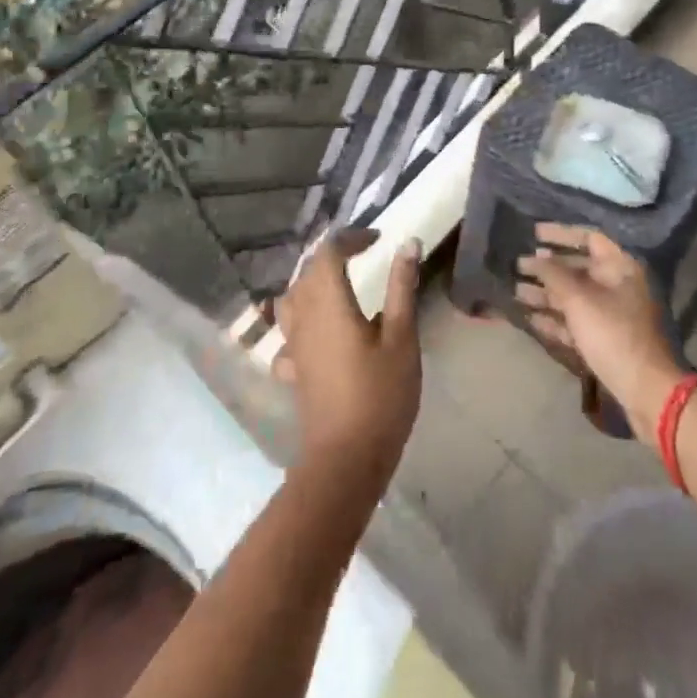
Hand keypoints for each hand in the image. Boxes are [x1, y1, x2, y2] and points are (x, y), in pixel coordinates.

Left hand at [272, 230, 422, 490]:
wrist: (345, 459)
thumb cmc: (380, 396)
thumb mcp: (401, 338)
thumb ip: (401, 288)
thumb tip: (408, 243)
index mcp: (329, 302)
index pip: (328, 252)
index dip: (351, 238)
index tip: (377, 239)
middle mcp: (304, 316)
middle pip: (307, 270)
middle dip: (332, 255)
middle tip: (362, 254)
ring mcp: (293, 343)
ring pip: (293, 297)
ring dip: (313, 281)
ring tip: (338, 283)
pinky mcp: (293, 367)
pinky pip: (289, 329)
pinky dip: (303, 316)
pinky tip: (318, 330)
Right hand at [516, 224, 686, 444]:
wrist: (646, 391)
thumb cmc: (613, 334)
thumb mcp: (579, 299)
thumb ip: (553, 273)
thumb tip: (535, 257)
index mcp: (620, 267)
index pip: (589, 237)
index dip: (560, 233)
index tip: (533, 234)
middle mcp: (618, 286)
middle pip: (578, 268)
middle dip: (546, 268)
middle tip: (517, 265)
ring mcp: (613, 314)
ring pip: (574, 297)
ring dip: (545, 294)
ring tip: (515, 291)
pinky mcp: (606, 340)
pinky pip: (576, 322)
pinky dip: (555, 319)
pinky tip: (530, 318)